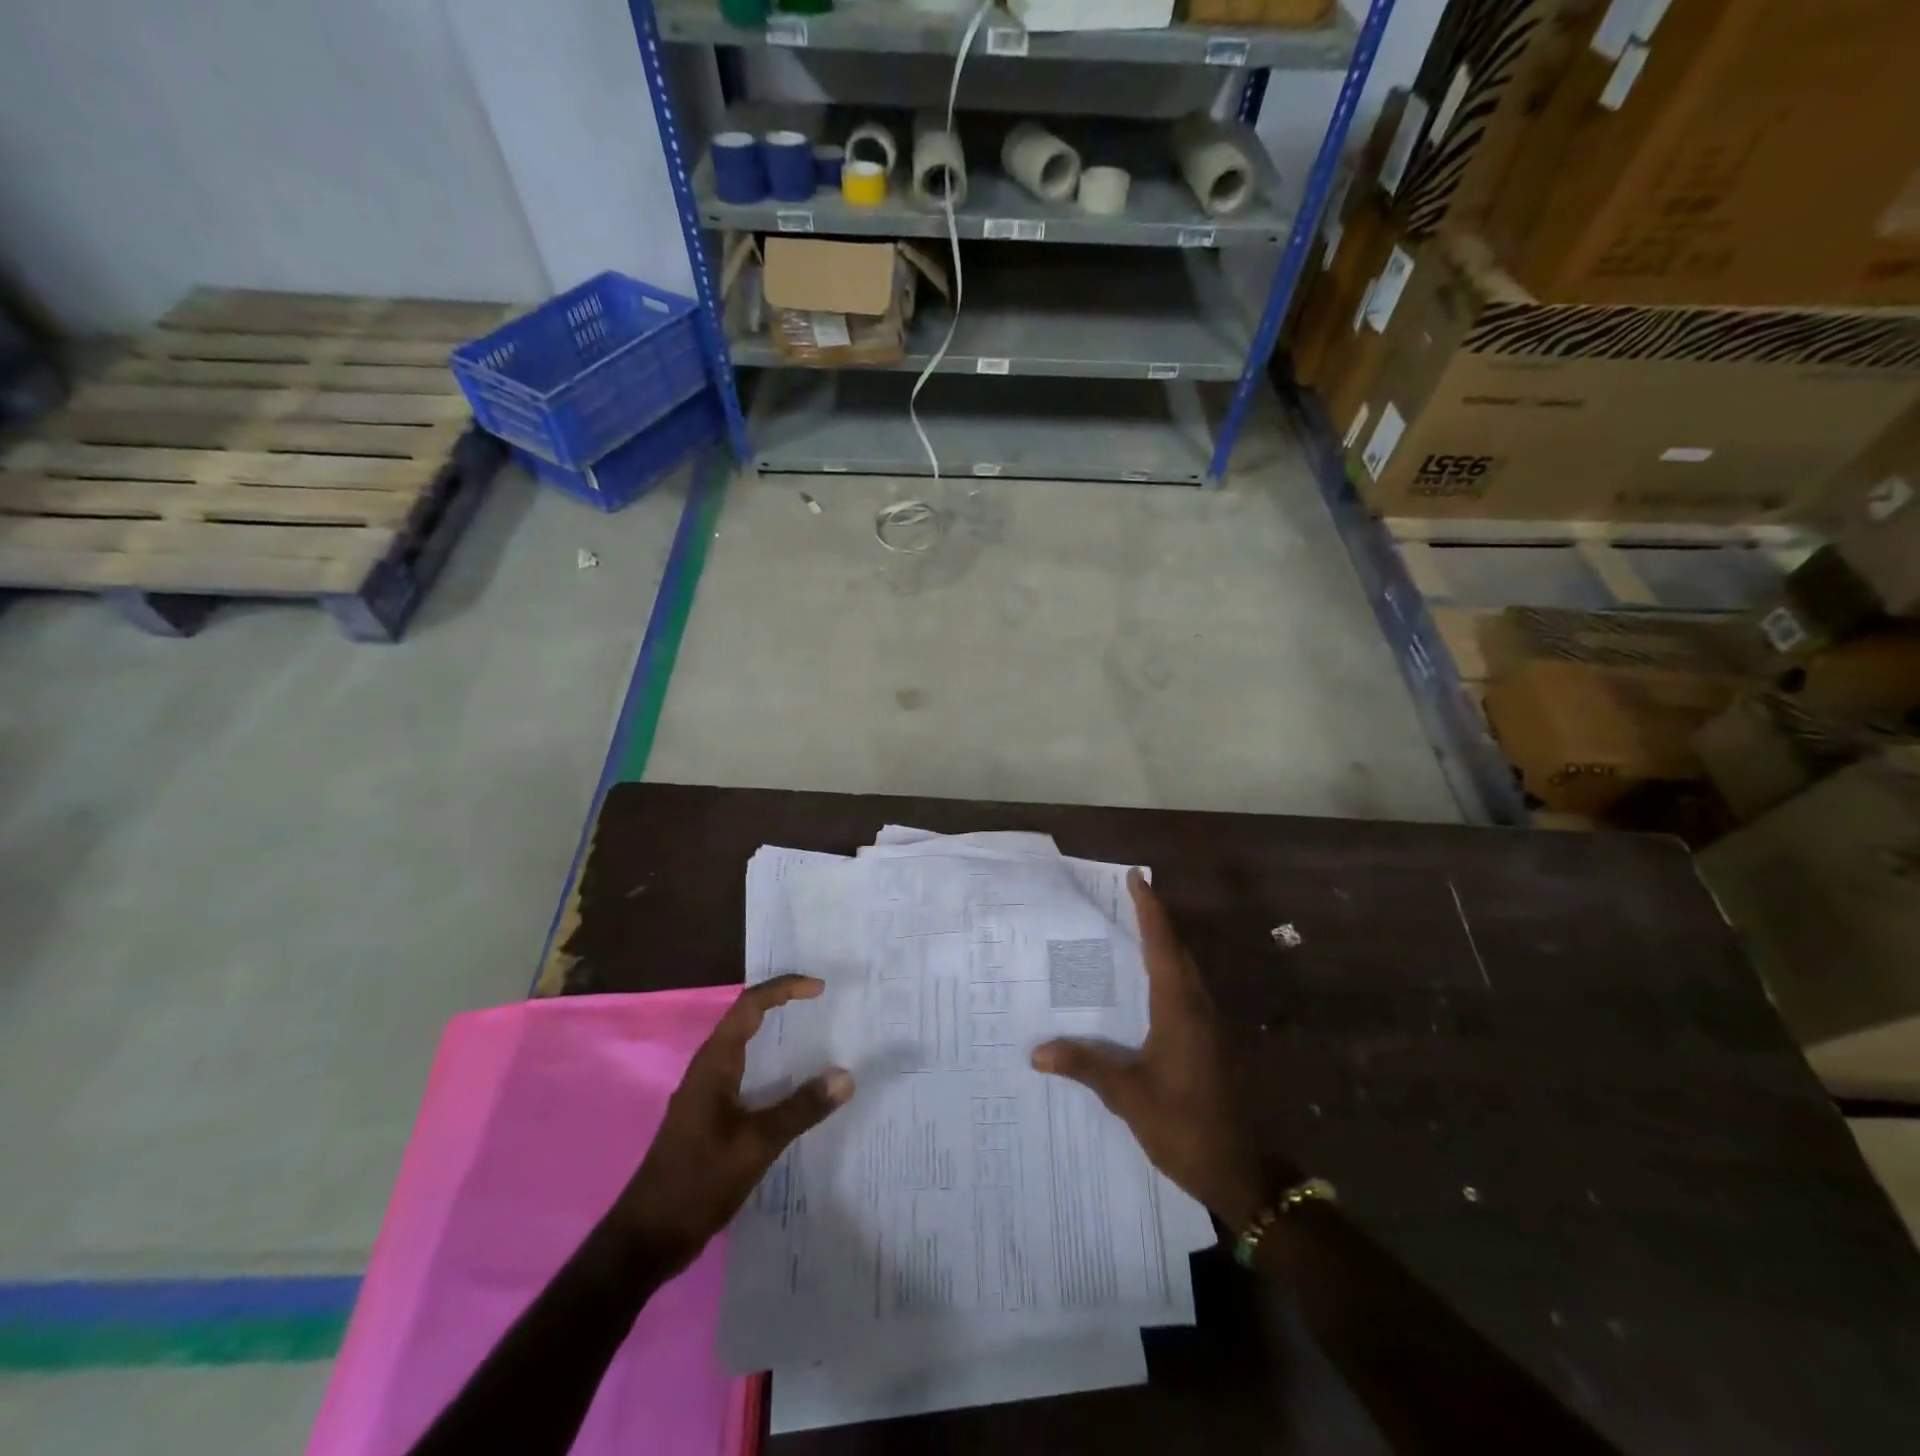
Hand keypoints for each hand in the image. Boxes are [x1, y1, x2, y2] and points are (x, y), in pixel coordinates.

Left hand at [617, 975, 853, 1272]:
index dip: (784, 989)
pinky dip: (772, 1069)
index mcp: (714, 1063)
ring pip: (745, 1048)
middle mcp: (708, 1069)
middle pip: (746, 1019)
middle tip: (823, 1005)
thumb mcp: (756, 1144)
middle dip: (783, 1006)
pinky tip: (794, 1089)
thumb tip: (845, 1076)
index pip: (750, 1006)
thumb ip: (801, 1109)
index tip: (819, 988)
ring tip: (817, 1038)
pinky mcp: (709, 1117)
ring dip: (777, 1037)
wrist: (647, 1238)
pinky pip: (745, 1075)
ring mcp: (706, 1093)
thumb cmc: (698, 1181)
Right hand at [1033, 870, 1263, 1229]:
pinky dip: (1168, 976)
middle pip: (1178, 951)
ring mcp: (1211, 1027)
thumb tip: (1038, 1051)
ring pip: (1186, 972)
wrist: (1244, 1173)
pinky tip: (1146, 990)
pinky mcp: (1213, 1045)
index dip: (1149, 910)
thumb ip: (1087, 1066)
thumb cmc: (1186, 1127)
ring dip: (1164, 947)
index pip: (1162, 946)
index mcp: (1180, 1010)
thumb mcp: (1130, 1097)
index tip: (1136, 878)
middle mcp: (1199, 1008)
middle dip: (1156, 921)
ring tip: (1132, 934)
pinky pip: (1188, 994)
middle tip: (1128, 898)